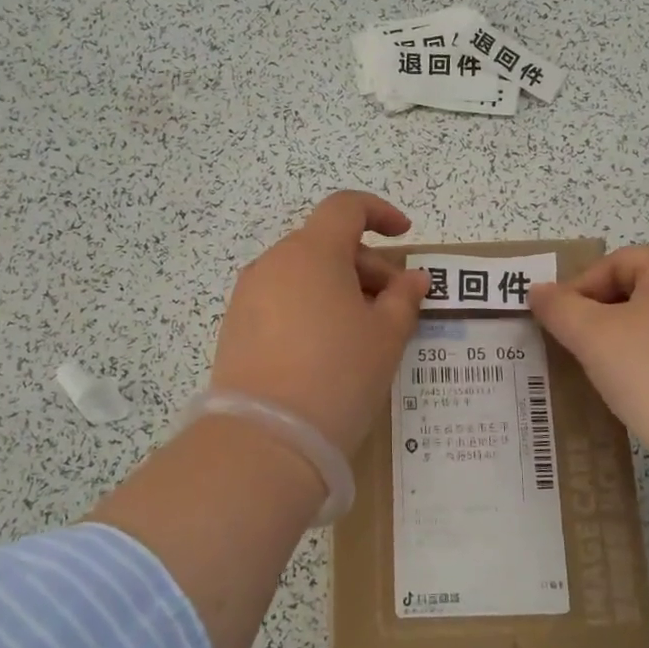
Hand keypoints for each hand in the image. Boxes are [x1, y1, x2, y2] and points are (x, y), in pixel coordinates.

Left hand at [209, 191, 429, 453]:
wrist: (265, 440)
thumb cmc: (338, 374)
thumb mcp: (386, 336)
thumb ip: (404, 298)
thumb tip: (413, 278)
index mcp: (312, 252)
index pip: (346, 207)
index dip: (379, 213)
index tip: (404, 235)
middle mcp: (274, 262)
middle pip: (326, 243)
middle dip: (366, 263)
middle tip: (394, 304)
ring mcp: (249, 294)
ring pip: (303, 273)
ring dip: (338, 287)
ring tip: (362, 331)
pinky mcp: (235, 326)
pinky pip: (281, 299)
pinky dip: (310, 307)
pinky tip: (326, 349)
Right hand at [529, 246, 648, 476]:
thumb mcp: (593, 337)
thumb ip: (559, 308)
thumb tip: (538, 291)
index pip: (617, 262)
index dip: (581, 287)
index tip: (560, 323)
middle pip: (641, 286)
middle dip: (603, 312)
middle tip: (578, 344)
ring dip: (628, 336)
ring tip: (605, 368)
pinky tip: (643, 386)